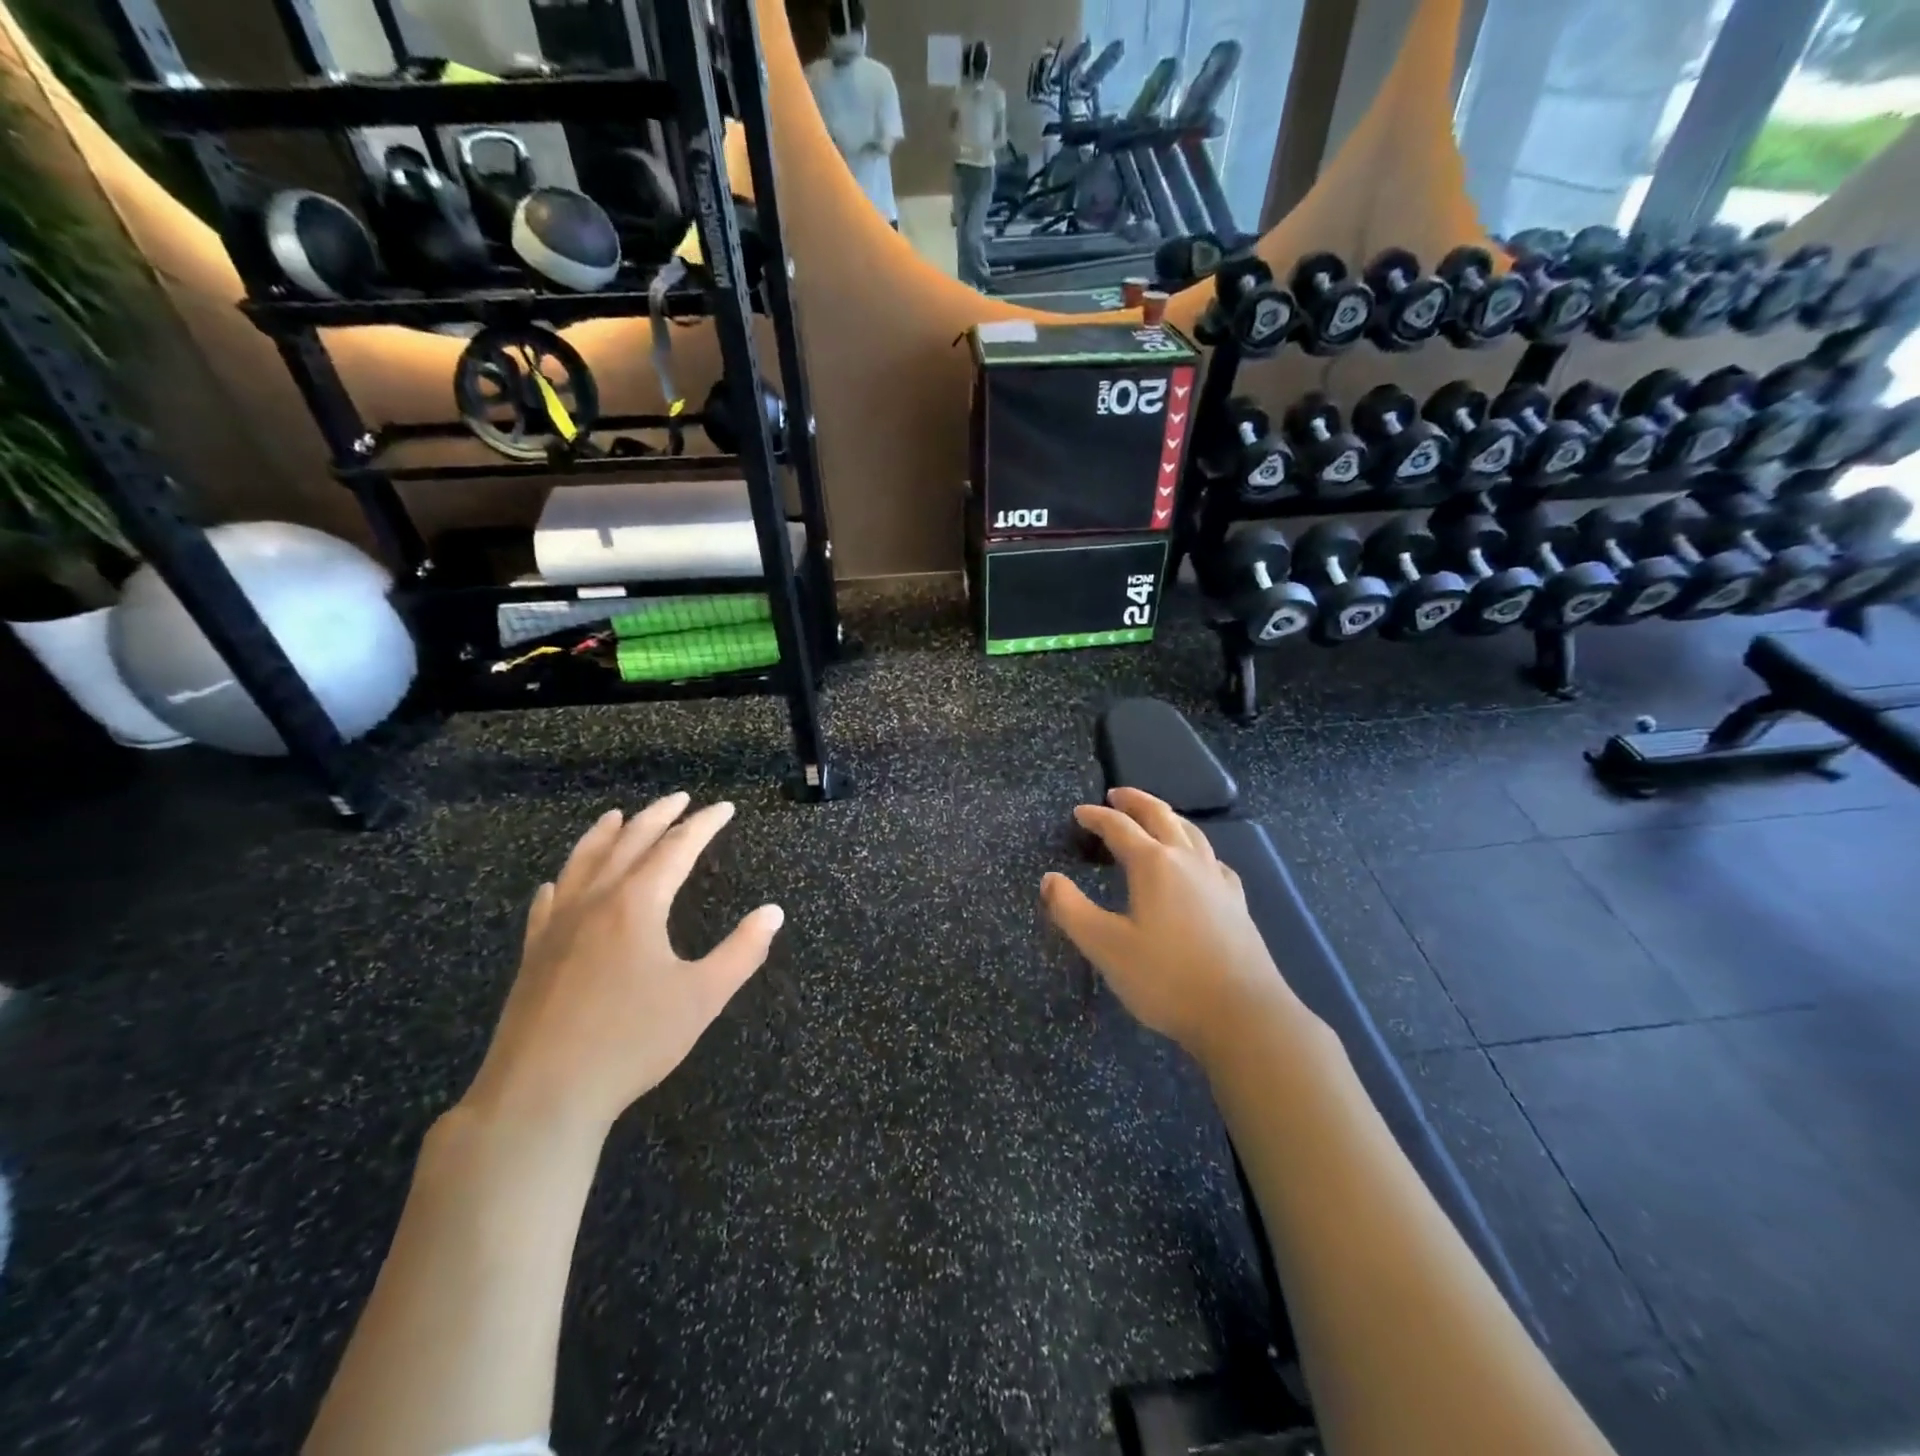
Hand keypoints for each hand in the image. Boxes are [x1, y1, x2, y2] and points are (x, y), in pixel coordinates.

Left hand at [462, 794, 783, 1132]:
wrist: (541, 1094)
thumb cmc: (631, 1041)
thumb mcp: (702, 997)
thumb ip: (742, 951)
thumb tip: (773, 912)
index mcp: (638, 904)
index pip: (677, 847)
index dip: (704, 824)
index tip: (724, 808)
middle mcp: (595, 901)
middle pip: (629, 842)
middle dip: (659, 816)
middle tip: (680, 798)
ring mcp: (557, 925)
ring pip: (583, 862)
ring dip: (605, 834)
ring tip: (618, 815)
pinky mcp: (533, 953)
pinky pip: (548, 902)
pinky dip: (562, 881)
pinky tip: (558, 883)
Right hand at [1041, 788, 1295, 1065]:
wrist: (1242, 1014)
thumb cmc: (1166, 978)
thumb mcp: (1105, 947)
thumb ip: (1071, 910)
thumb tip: (1049, 879)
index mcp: (1154, 864)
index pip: (1119, 827)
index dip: (1096, 817)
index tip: (1079, 812)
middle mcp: (1187, 861)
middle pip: (1160, 815)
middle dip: (1135, 801)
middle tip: (1116, 794)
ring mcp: (1217, 879)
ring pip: (1191, 832)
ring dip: (1167, 816)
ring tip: (1154, 815)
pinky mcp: (1236, 902)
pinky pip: (1212, 859)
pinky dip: (1196, 847)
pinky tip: (1198, 862)